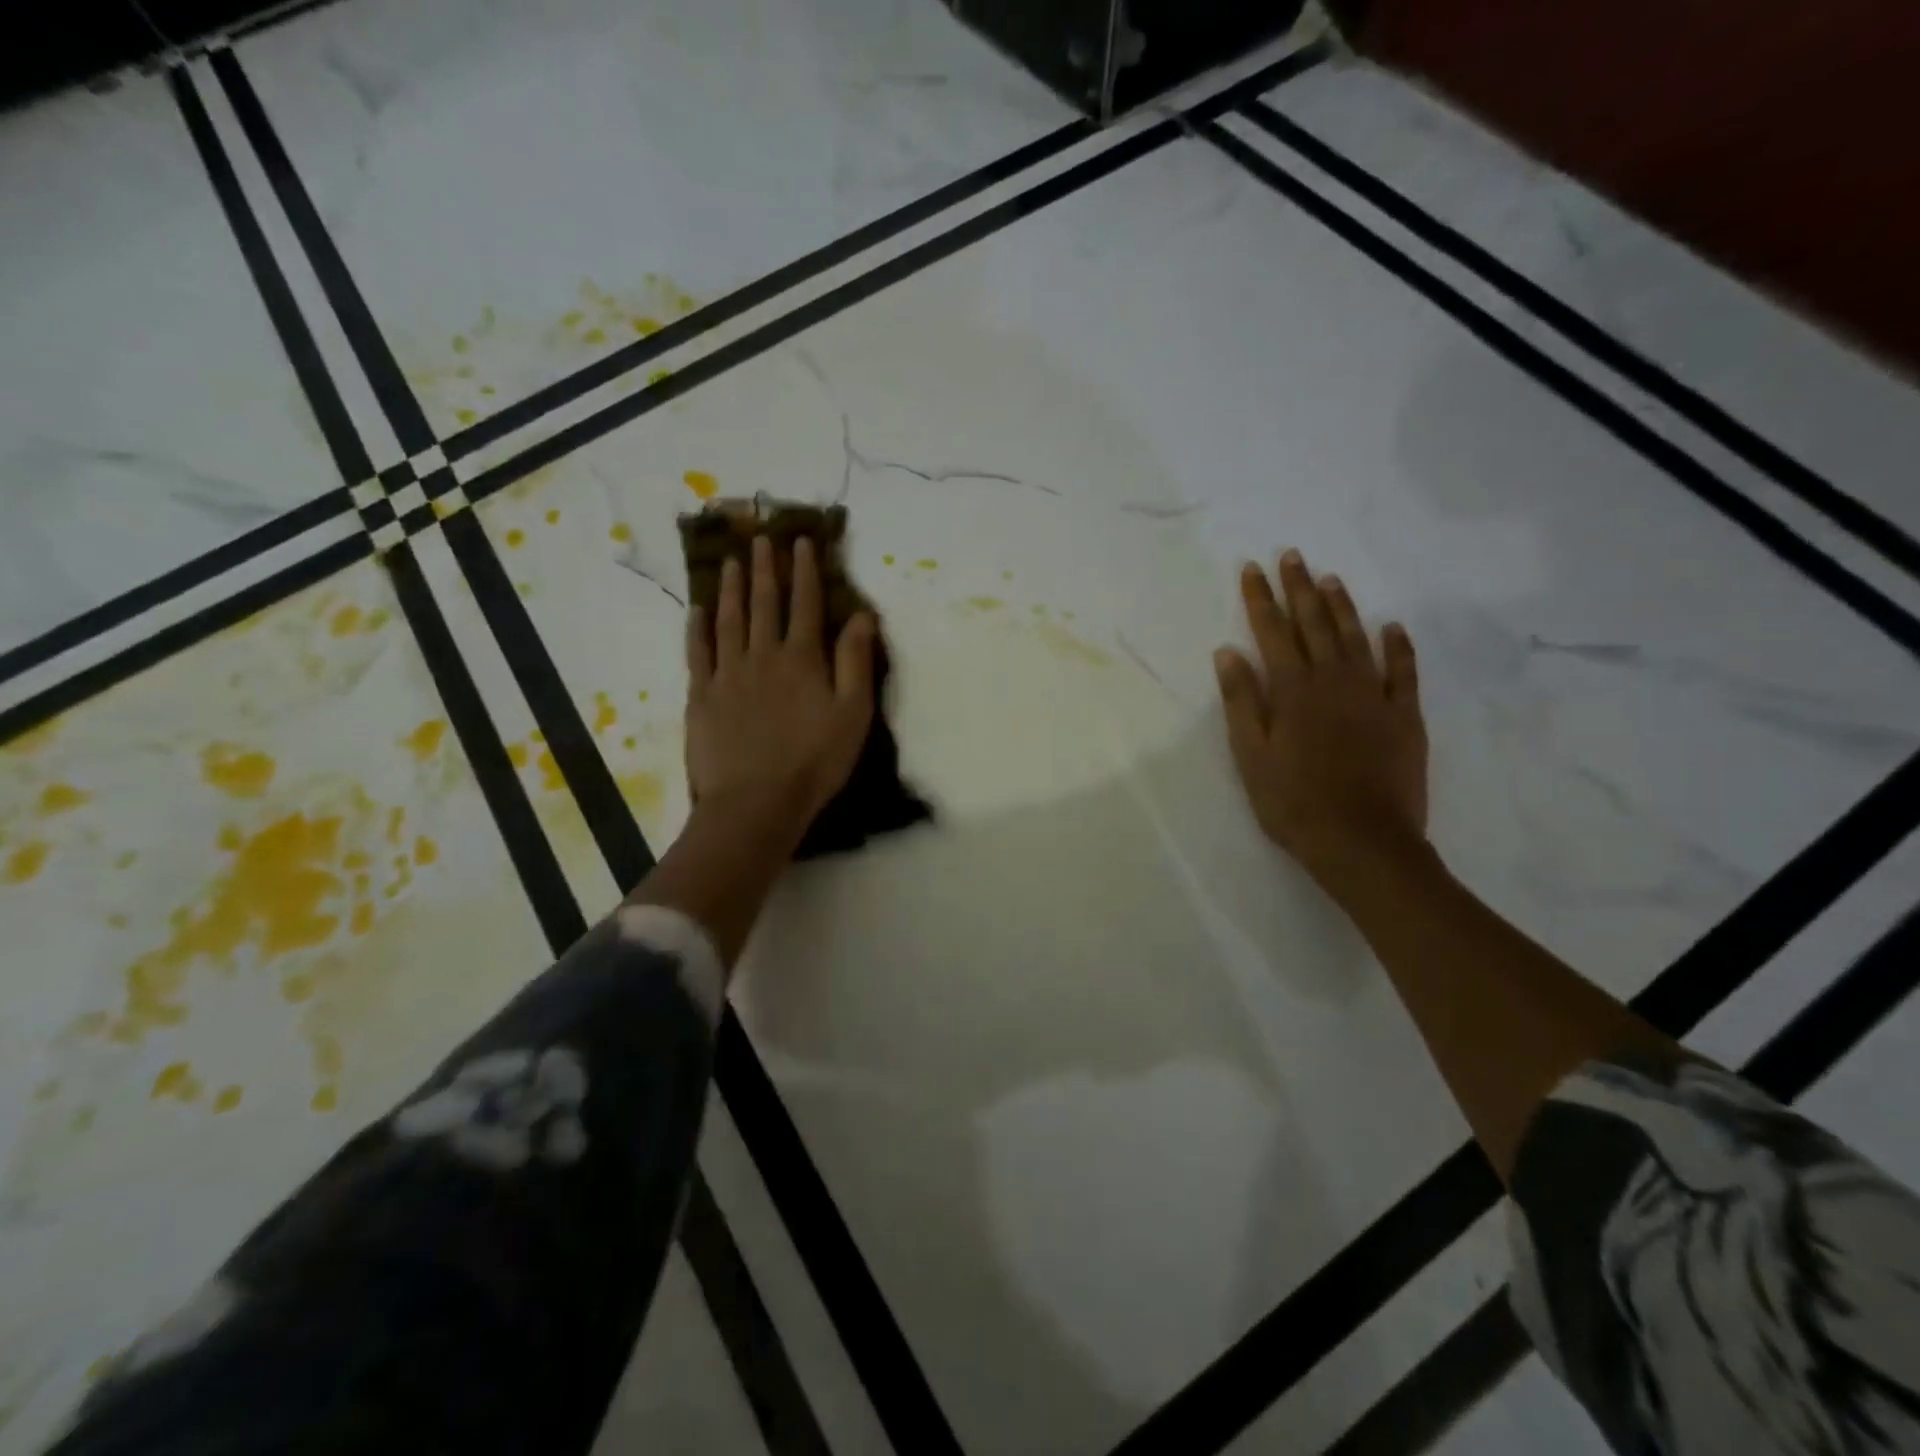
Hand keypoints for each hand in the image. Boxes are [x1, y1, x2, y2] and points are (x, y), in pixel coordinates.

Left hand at [685, 534, 876, 846]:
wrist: (755, 802)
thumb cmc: (815, 761)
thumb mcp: (853, 713)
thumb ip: (856, 661)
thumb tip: (862, 613)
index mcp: (802, 658)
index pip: (806, 603)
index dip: (805, 570)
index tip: (801, 540)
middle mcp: (763, 655)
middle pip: (765, 603)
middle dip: (765, 568)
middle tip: (760, 538)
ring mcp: (728, 674)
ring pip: (729, 620)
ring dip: (732, 588)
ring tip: (732, 561)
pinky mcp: (702, 696)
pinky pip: (698, 651)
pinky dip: (697, 627)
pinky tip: (697, 609)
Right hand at [1214, 549, 1427, 893]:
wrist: (1363, 842)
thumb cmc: (1293, 802)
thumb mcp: (1251, 755)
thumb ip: (1241, 701)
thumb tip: (1228, 652)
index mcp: (1292, 690)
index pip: (1272, 632)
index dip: (1260, 599)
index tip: (1251, 568)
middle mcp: (1334, 681)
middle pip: (1315, 624)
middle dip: (1300, 588)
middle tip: (1292, 556)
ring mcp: (1374, 695)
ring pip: (1357, 638)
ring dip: (1342, 606)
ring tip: (1330, 578)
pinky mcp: (1404, 715)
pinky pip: (1404, 670)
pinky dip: (1398, 646)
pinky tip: (1392, 627)